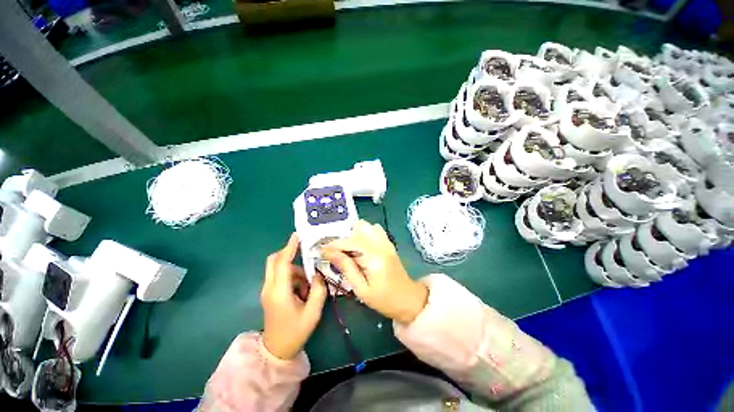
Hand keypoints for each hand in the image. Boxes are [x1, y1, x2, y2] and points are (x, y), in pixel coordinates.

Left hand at [261, 233, 327, 359]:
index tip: (297, 235)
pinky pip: (281, 277)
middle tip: (305, 254)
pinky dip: (293, 278)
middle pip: (274, 261)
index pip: (282, 263)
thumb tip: (319, 274)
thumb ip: (319, 289)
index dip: (289, 247)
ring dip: (295, 271)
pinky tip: (302, 291)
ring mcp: (268, 291)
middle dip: (289, 253)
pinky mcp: (270, 294)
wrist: (276, 351)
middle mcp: (269, 288)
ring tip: (309, 287)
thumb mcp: (313, 312)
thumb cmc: (295, 332)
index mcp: (279, 292)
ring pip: (279, 269)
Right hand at [322, 221, 427, 323]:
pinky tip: (359, 246)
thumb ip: (346, 268)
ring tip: (347, 249)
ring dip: (353, 234)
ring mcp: (386, 241)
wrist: (408, 299)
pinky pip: (374, 230)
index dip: (333, 245)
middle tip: (334, 251)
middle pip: (358, 228)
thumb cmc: (384, 299)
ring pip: (366, 226)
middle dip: (343, 237)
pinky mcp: (388, 243)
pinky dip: (363, 233)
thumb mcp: (361, 289)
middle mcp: (381, 244)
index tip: (321, 250)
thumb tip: (330, 253)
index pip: (350, 241)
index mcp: (374, 256)